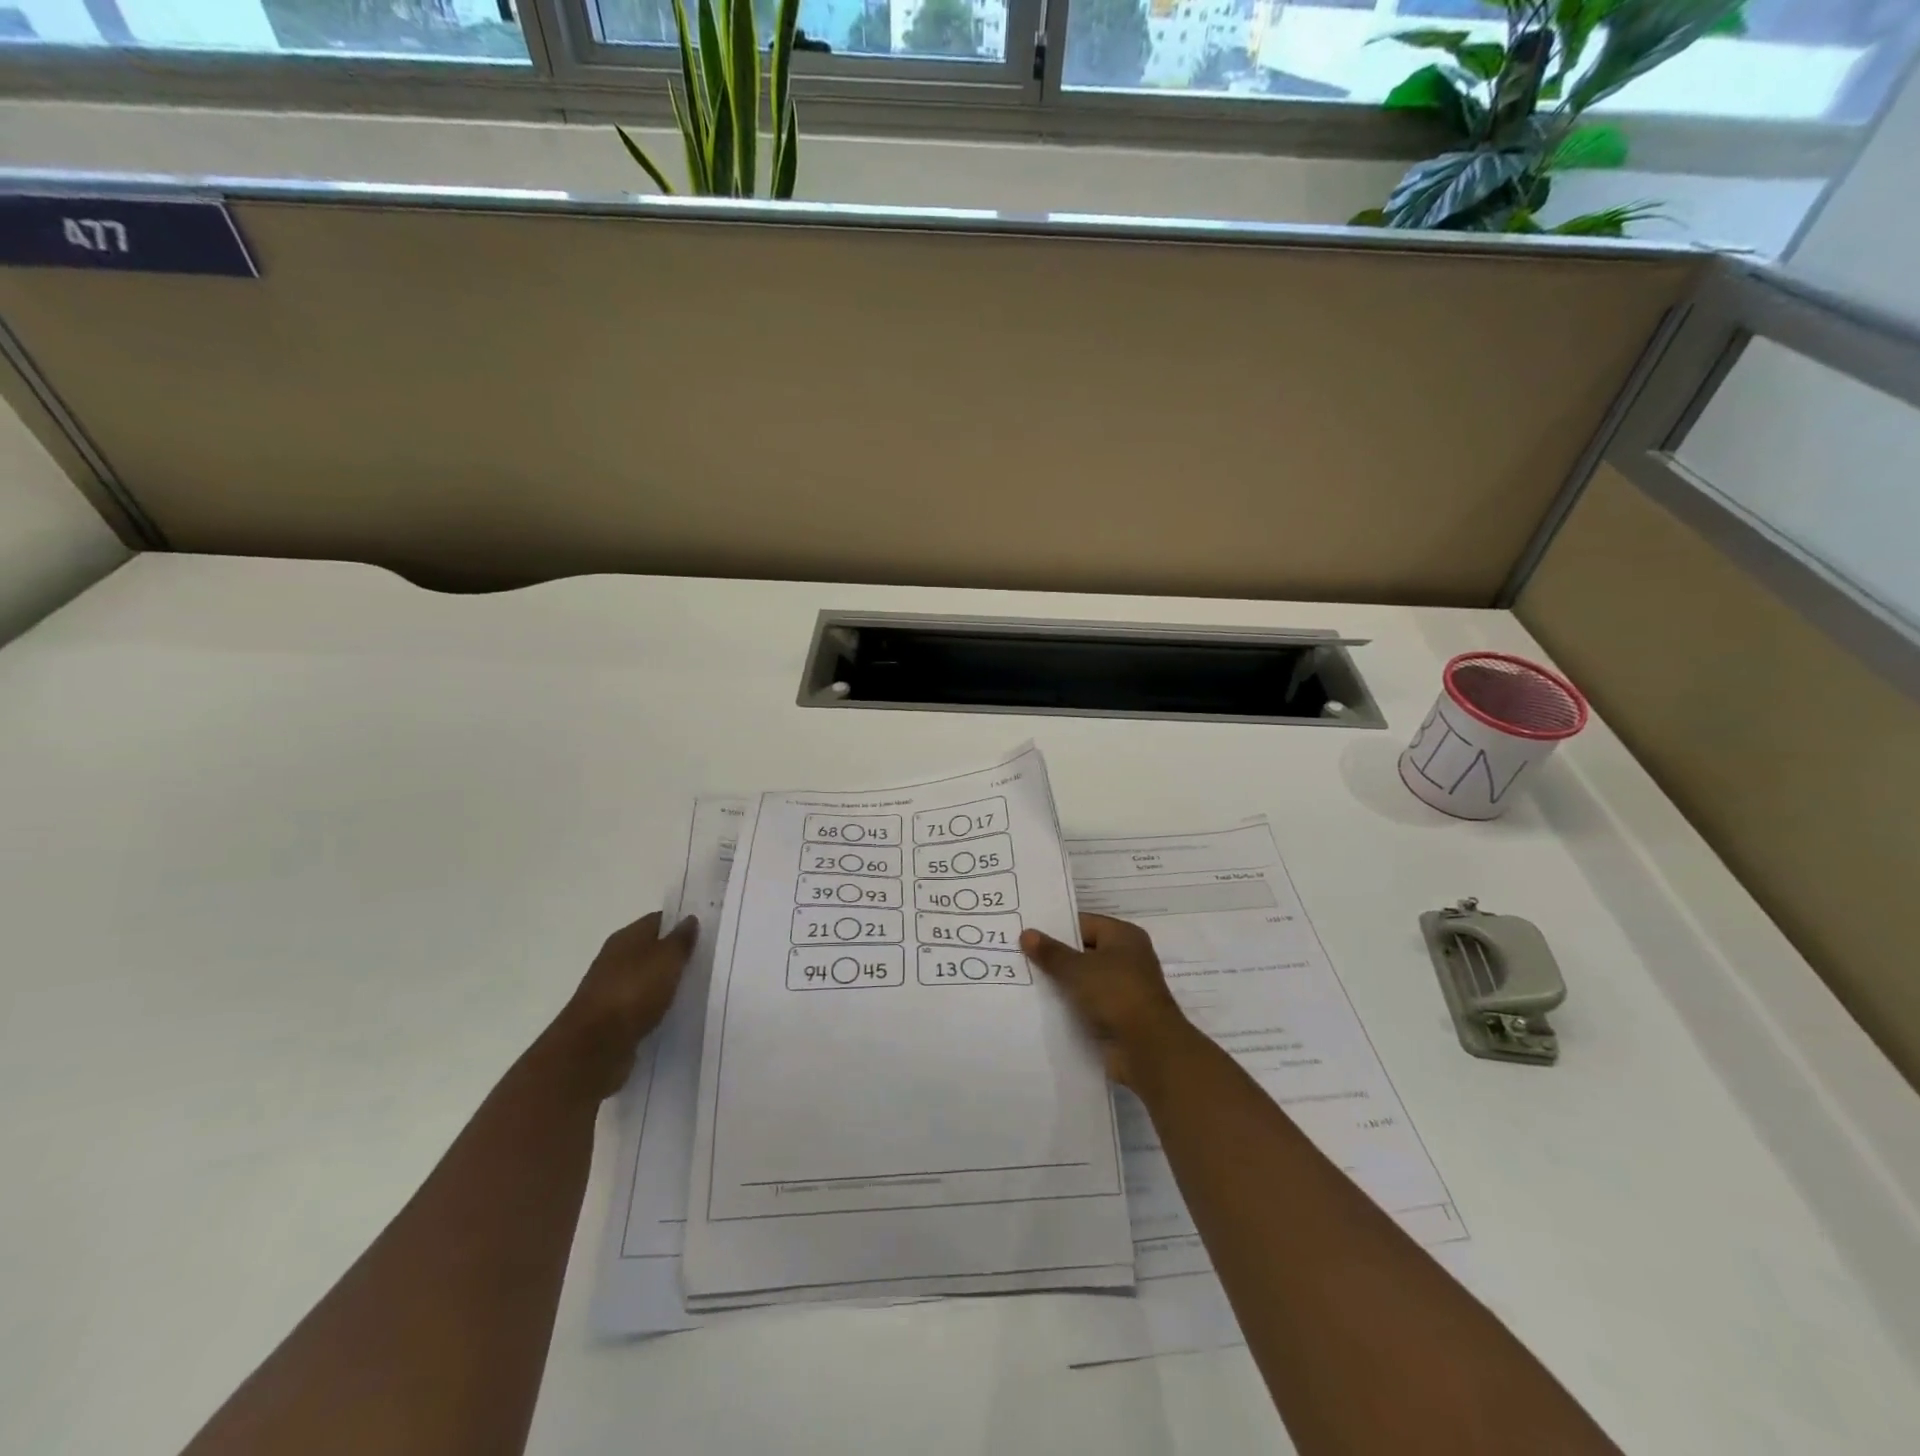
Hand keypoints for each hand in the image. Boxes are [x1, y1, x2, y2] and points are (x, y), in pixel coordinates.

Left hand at [542, 911, 698, 1099]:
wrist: (593, 1048)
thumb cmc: (633, 993)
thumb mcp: (667, 960)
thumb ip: (681, 940)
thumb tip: (689, 919)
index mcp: (626, 938)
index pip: (658, 920)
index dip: (681, 923)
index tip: (706, 931)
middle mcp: (616, 958)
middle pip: (652, 949)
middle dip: (676, 954)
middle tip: (707, 960)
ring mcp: (611, 989)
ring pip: (647, 978)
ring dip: (667, 981)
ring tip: (695, 987)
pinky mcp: (612, 1018)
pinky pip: (641, 1004)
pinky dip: (656, 1005)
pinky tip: (674, 1012)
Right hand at [1021, 914, 1193, 1091]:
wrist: (1148, 1049)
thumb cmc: (1115, 994)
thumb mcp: (1077, 969)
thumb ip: (1051, 952)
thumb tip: (1027, 933)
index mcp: (1123, 936)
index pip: (1083, 923)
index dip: (1055, 928)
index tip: (1025, 933)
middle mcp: (1127, 958)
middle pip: (1083, 951)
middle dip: (1054, 957)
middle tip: (1018, 956)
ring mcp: (1124, 989)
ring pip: (1084, 980)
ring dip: (1061, 984)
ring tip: (1023, 981)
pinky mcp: (1119, 1016)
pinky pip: (1088, 1004)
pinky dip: (1070, 1006)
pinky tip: (1042, 1008)